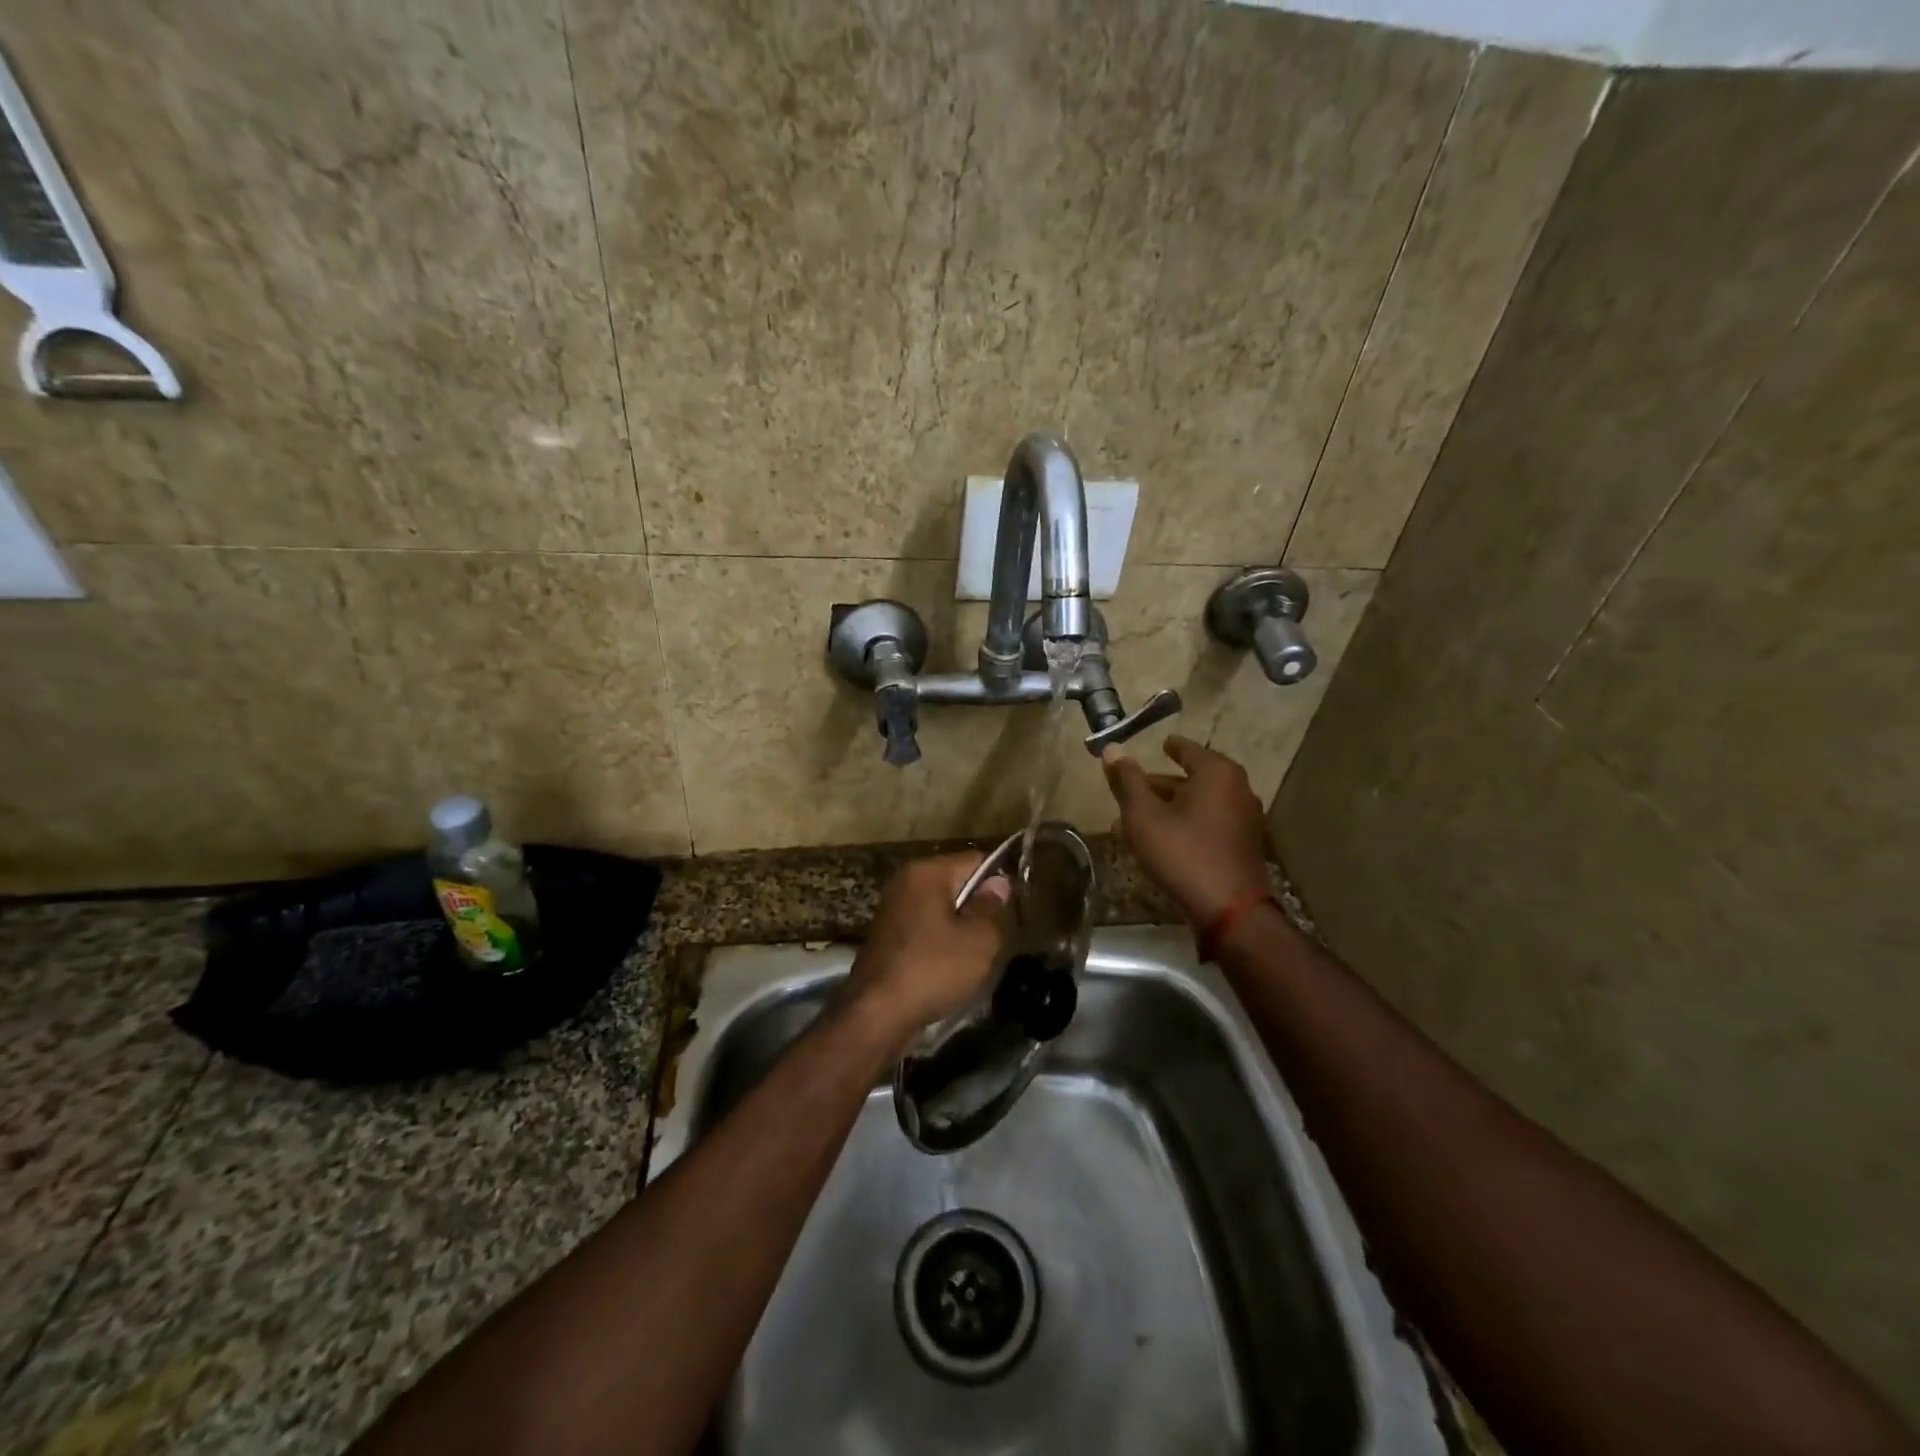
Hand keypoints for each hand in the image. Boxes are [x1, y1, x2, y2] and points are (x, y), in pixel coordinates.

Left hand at [846, 853, 1009, 1043]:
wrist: (876, 1014)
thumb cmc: (933, 969)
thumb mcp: (978, 940)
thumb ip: (992, 907)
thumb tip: (998, 883)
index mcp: (927, 872)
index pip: (975, 860)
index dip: (1000, 880)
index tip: (1015, 907)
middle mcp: (905, 881)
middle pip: (956, 882)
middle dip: (978, 904)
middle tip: (1000, 933)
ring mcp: (892, 908)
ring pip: (940, 907)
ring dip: (960, 925)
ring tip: (979, 952)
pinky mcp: (887, 935)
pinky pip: (924, 927)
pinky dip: (940, 940)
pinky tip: (951, 965)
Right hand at [1103, 735, 1270, 927]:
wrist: (1230, 911)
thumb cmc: (1182, 853)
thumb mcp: (1144, 815)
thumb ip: (1127, 780)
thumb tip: (1112, 748)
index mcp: (1217, 773)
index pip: (1187, 749)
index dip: (1170, 747)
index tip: (1159, 745)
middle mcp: (1238, 789)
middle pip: (1193, 778)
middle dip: (1162, 783)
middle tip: (1135, 788)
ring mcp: (1245, 819)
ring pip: (1200, 803)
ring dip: (1172, 806)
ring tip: (1141, 817)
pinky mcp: (1244, 845)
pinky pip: (1210, 823)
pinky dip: (1187, 823)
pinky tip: (1165, 839)